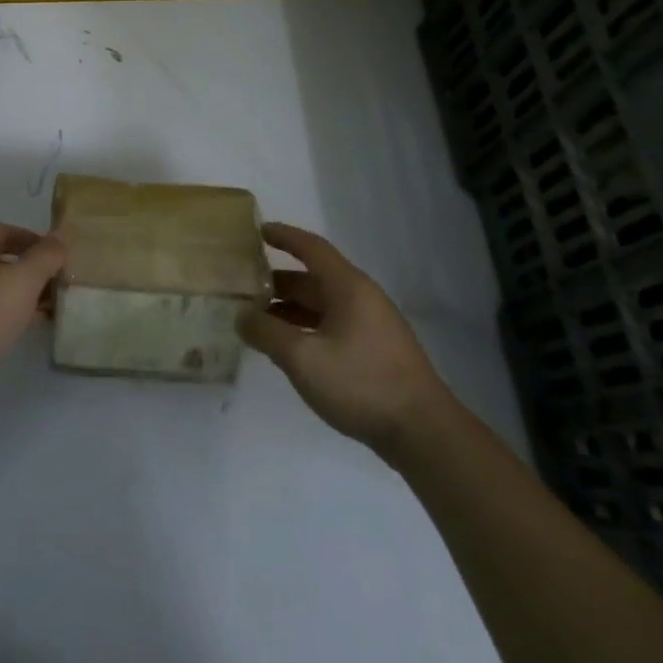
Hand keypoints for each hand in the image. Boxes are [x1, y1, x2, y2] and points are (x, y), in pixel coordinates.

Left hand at [0, 223, 65, 381]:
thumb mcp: (23, 282)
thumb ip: (45, 257)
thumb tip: (58, 239)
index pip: (4, 231)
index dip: (34, 241)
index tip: (57, 260)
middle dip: (26, 272)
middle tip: (52, 289)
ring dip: (12, 295)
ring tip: (38, 314)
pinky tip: (9, 331)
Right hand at [241, 222, 450, 450]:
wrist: (422, 432)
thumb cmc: (360, 383)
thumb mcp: (303, 358)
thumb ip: (266, 333)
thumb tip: (241, 316)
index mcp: (348, 287)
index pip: (312, 248)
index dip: (284, 236)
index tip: (257, 230)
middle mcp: (361, 298)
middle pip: (313, 279)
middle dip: (277, 282)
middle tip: (241, 287)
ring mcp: (370, 325)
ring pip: (320, 306)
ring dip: (288, 309)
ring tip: (254, 319)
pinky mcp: (372, 351)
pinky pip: (330, 326)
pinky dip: (304, 328)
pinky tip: (285, 347)